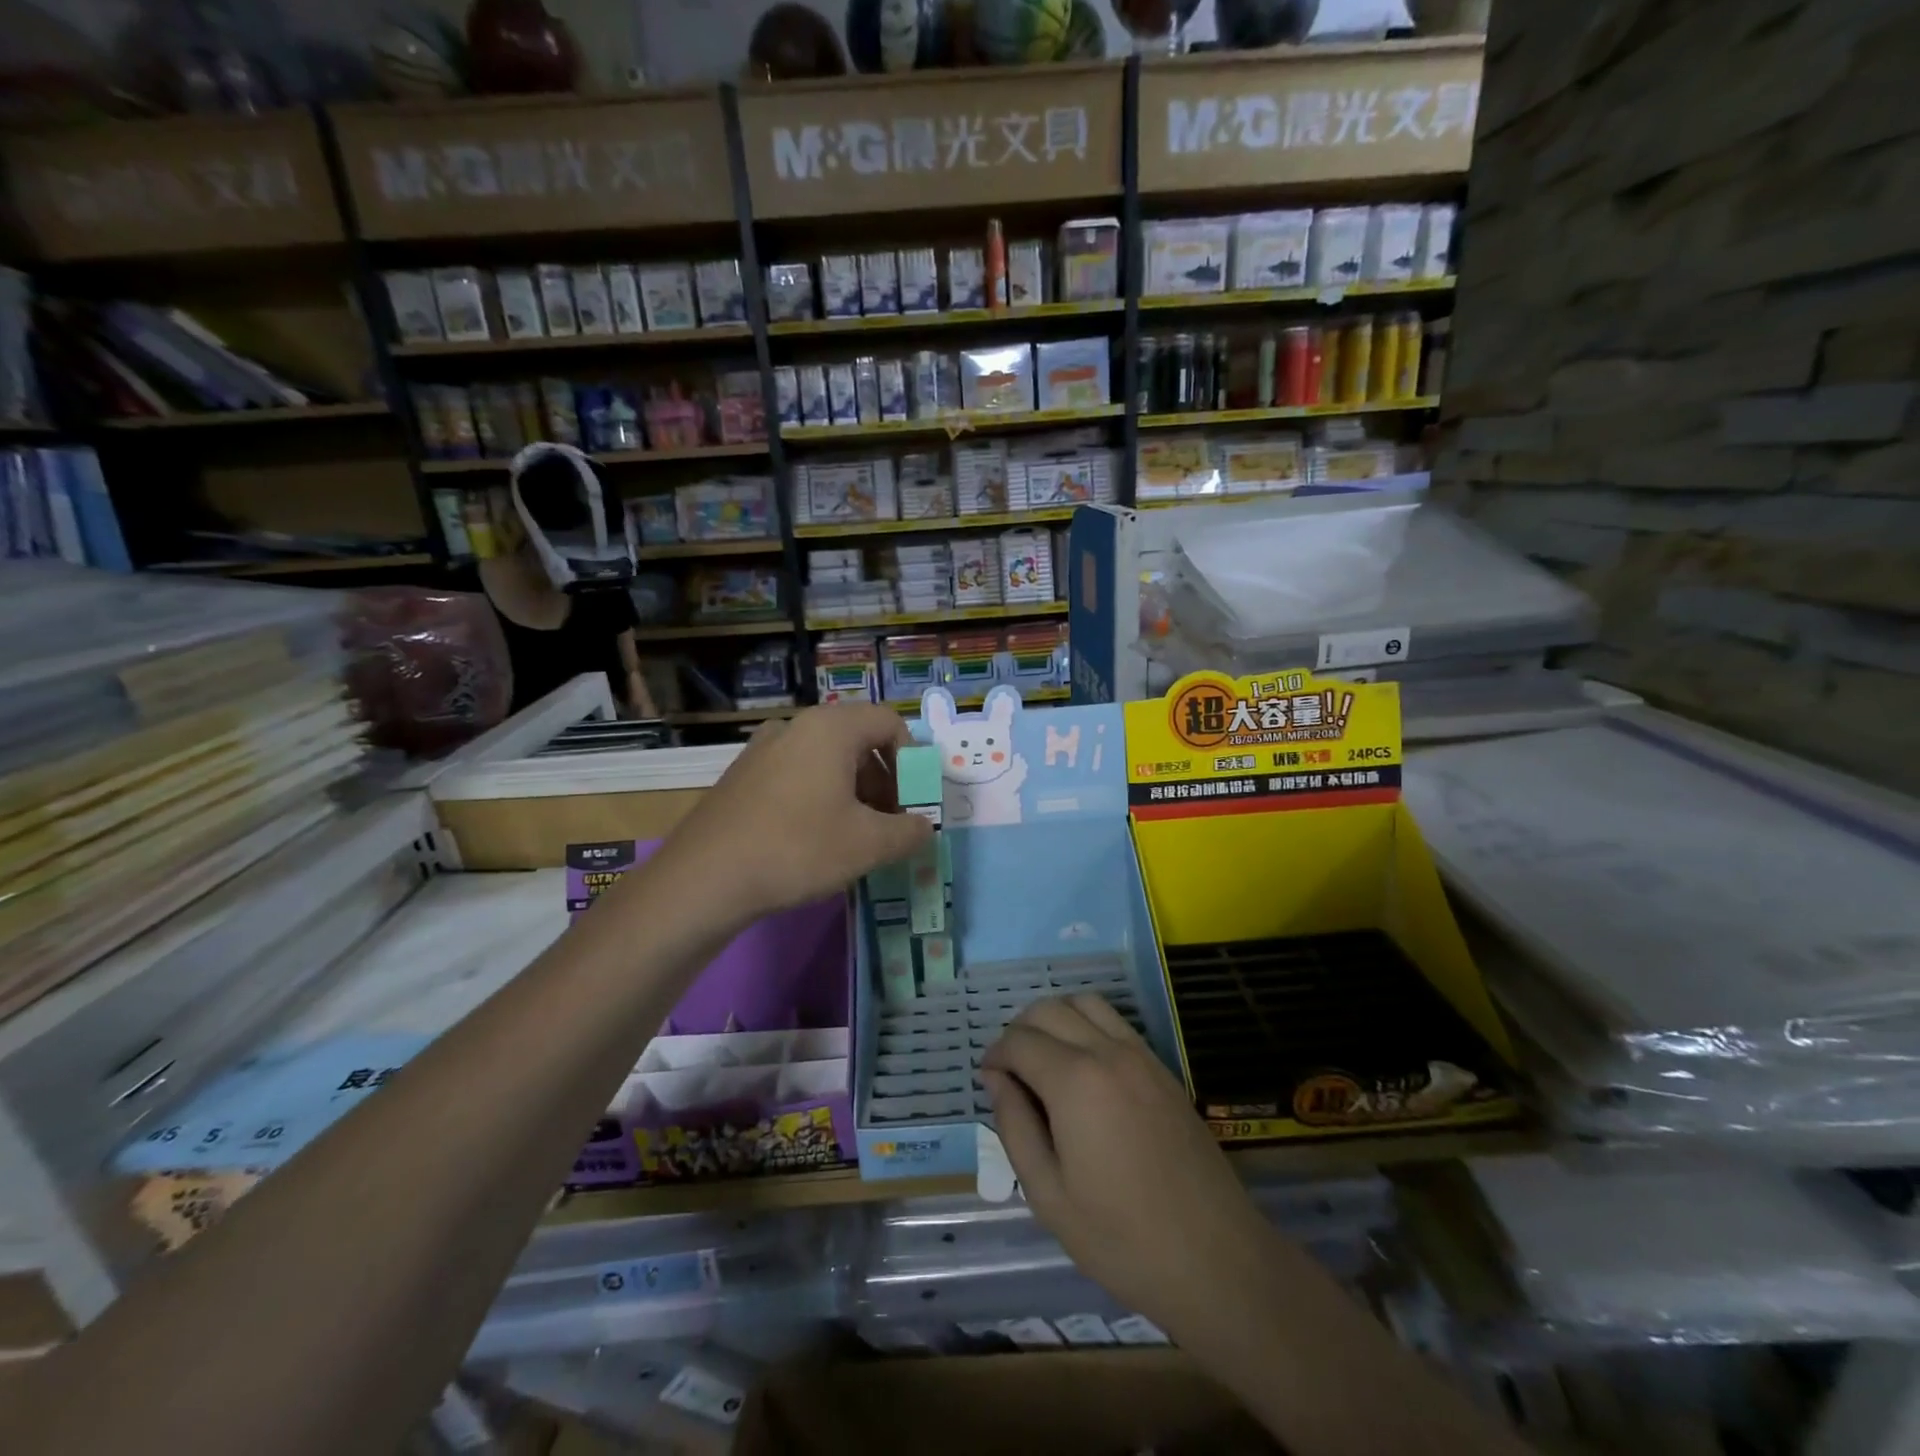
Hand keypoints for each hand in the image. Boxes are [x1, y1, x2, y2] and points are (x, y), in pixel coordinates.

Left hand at [662, 704, 933, 919]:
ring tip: (858, 836)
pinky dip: (821, 796)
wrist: (704, 878)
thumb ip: (909, 831)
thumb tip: (923, 826)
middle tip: (891, 822)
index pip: (890, 723)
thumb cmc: (798, 849)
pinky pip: (798, 773)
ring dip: (854, 791)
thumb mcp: (868, 844)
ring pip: (827, 759)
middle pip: (859, 740)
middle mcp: (796, 726)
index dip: (913, 760)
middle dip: (885, 780)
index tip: (914, 801)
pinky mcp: (743, 775)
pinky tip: (817, 839)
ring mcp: (764, 749)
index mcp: (830, 728)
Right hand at [982, 996, 1281, 1343]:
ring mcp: (1140, 1055)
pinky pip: (1115, 1022)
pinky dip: (1087, 1024)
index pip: (1019, 1041)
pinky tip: (1082, 1067)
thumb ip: (1015, 1126)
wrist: (1215, 1260)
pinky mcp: (1162, 1068)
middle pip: (1049, 1009)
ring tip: (1043, 1058)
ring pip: (1085, 1003)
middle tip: (1010, 1071)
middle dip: (1019, 1030)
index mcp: (1075, 1081)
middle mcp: (1107, 1051)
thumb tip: (996, 1079)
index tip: (987, 1080)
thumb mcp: (1048, 1194)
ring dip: (1055, 1017)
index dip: (995, 1055)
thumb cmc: (1122, 1239)